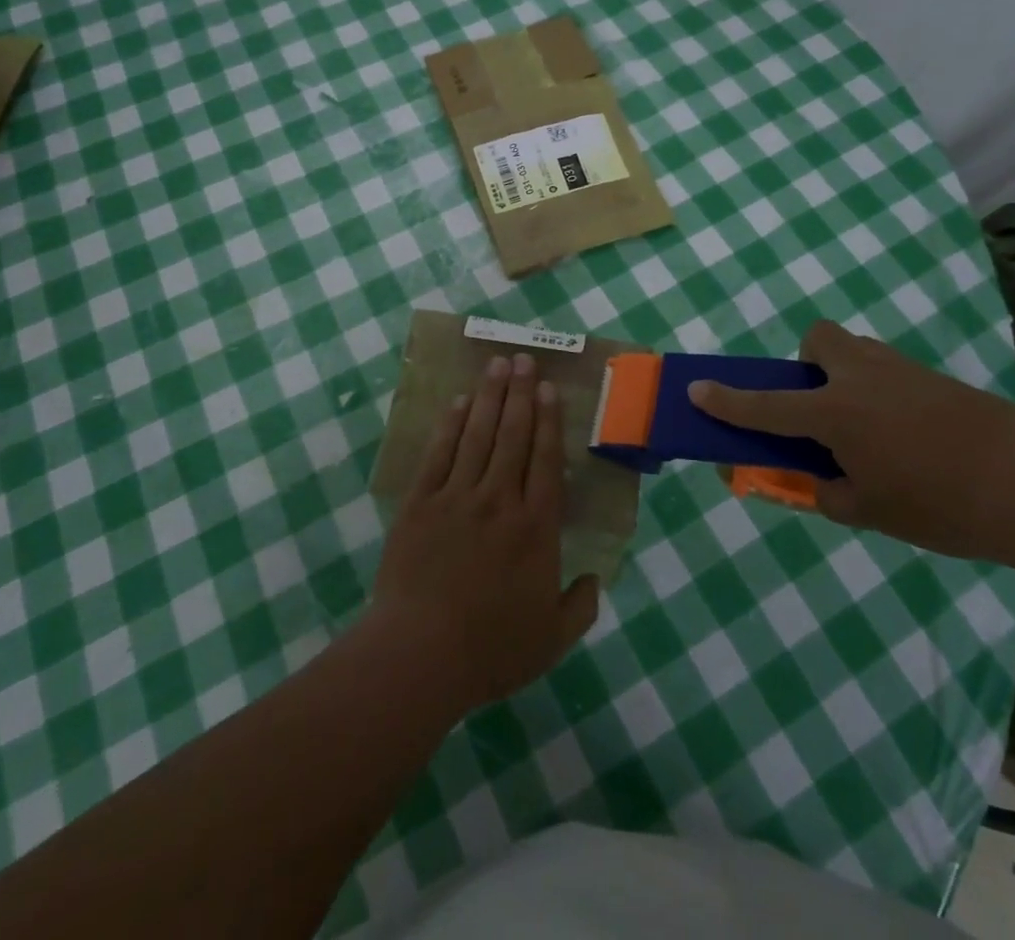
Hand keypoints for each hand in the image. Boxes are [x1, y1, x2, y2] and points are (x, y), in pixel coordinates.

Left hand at [369, 352, 599, 712]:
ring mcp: (456, 497)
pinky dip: (451, 425)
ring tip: (498, 366)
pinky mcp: (420, 504)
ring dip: (490, 397)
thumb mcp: (552, 639)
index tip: (550, 389)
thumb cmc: (491, 649)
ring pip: (478, 435)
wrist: (419, 655)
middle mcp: (499, 500)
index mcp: (536, 527)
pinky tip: (459, 403)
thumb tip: (595, 579)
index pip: (545, 460)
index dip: (549, 420)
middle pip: (513, 435)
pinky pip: (439, 454)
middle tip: (525, 359)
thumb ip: (580, 606)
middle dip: (521, 393)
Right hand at [690, 320, 1014, 559]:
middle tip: (820, 409)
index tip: (696, 390)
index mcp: (835, 413)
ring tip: (867, 431)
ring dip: (845, 377)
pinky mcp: (935, 378)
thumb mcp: (869, 512)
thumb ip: (828, 492)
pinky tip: (908, 437)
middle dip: (806, 364)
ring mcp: (901, 371)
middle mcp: (861, 378)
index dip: (727, 401)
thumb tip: (817, 480)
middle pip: (818, 339)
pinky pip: (889, 371)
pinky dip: (880, 393)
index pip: (766, 405)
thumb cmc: (939, 505)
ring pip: (856, 352)